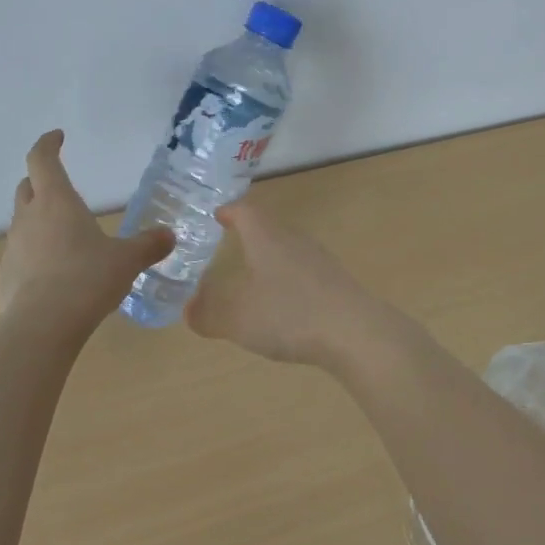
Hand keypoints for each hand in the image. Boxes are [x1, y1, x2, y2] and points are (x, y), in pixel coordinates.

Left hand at [0, 131, 172, 327]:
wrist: (42, 326)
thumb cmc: (87, 278)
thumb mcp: (126, 261)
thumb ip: (148, 245)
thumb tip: (169, 235)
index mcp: (57, 201)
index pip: (42, 159)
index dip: (48, 144)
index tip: (57, 136)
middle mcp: (29, 217)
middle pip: (27, 187)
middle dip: (41, 181)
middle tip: (60, 187)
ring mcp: (13, 247)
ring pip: (23, 221)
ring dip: (39, 220)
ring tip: (65, 236)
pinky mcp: (6, 276)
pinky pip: (21, 254)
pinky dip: (35, 253)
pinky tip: (54, 274)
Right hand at [185, 202, 393, 369]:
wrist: (356, 333)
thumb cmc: (289, 315)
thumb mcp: (237, 319)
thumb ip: (208, 314)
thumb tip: (189, 308)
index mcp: (267, 238)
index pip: (246, 212)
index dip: (230, 211)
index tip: (218, 214)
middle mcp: (295, 241)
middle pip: (270, 228)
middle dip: (250, 235)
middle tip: (231, 245)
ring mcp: (320, 262)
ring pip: (289, 251)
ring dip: (271, 260)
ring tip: (255, 278)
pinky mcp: (337, 284)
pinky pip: (305, 274)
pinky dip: (289, 283)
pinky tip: (286, 307)